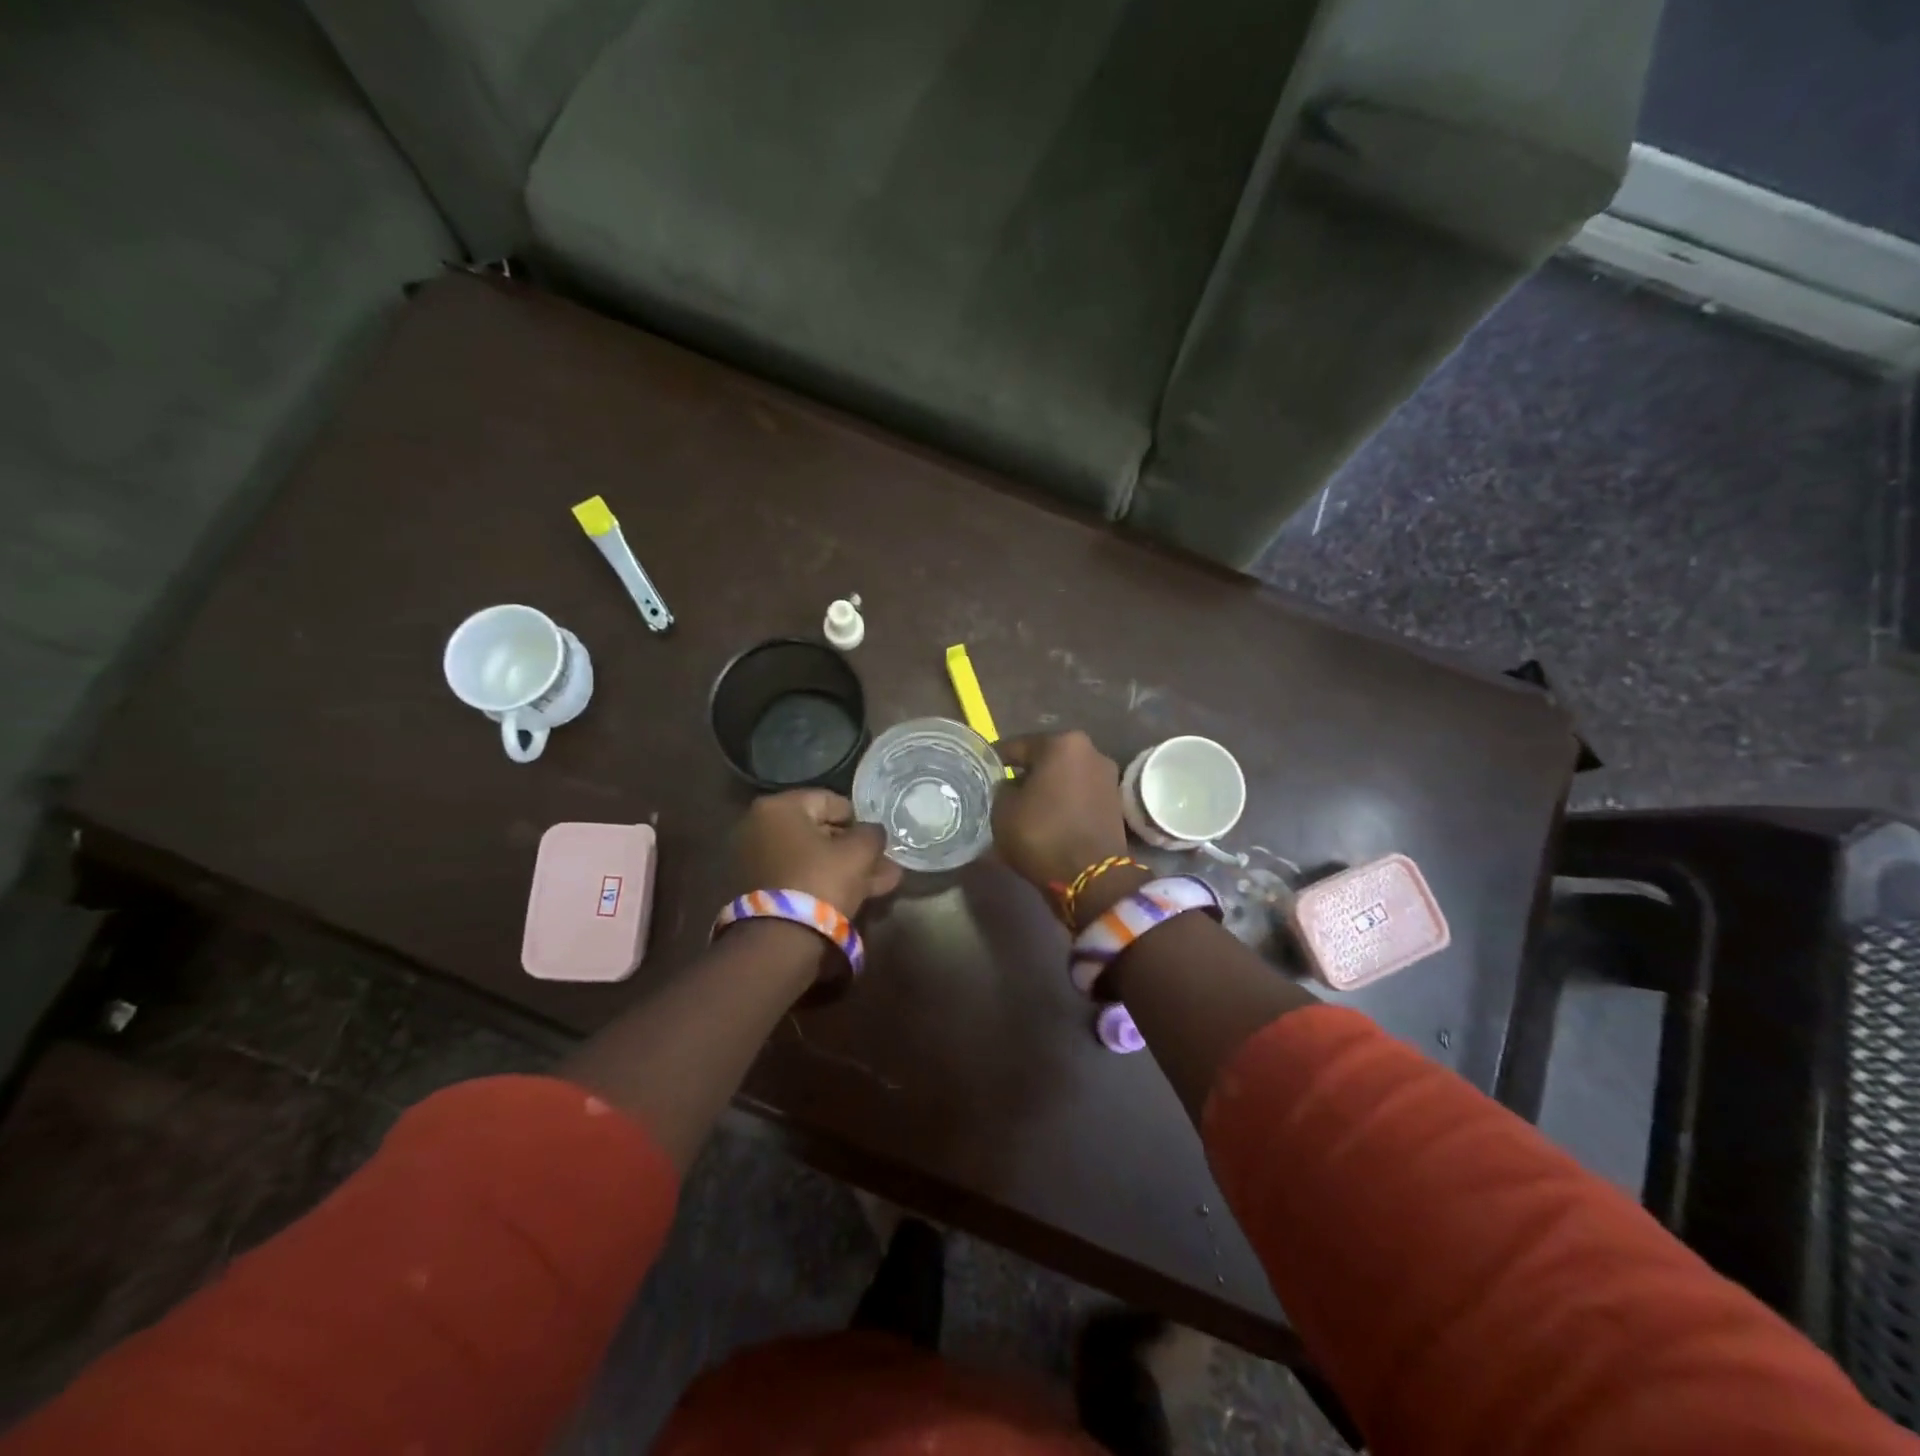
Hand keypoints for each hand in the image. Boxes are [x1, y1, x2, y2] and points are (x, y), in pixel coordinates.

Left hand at [733, 790, 901, 918]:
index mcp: (778, 807)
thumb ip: (872, 834)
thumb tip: (873, 832)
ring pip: (811, 859)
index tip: (877, 839)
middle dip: (853, 850)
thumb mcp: (859, 853)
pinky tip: (855, 897)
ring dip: (845, 869)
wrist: (778, 942)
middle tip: (883, 865)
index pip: (829, 800)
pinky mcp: (755, 891)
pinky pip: (797, 878)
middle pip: (819, 832)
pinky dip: (823, 884)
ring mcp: (753, 861)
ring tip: (880, 885)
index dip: (859, 819)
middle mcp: (758, 827)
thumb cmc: (820, 881)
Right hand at [993, 732, 1130, 892]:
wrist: (1092, 876)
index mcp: (1061, 743)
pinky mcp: (1114, 802)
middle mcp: (1090, 751)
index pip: (1017, 746)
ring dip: (1046, 788)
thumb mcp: (1003, 809)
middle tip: (1002, 790)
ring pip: (1064, 777)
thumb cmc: (1042, 833)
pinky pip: (1078, 795)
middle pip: (1045, 759)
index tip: (981, 770)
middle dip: (1025, 773)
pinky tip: (1047, 817)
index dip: (996, 759)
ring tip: (1024, 807)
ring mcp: (1107, 776)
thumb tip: (1010, 786)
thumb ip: (1002, 788)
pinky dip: (1063, 802)